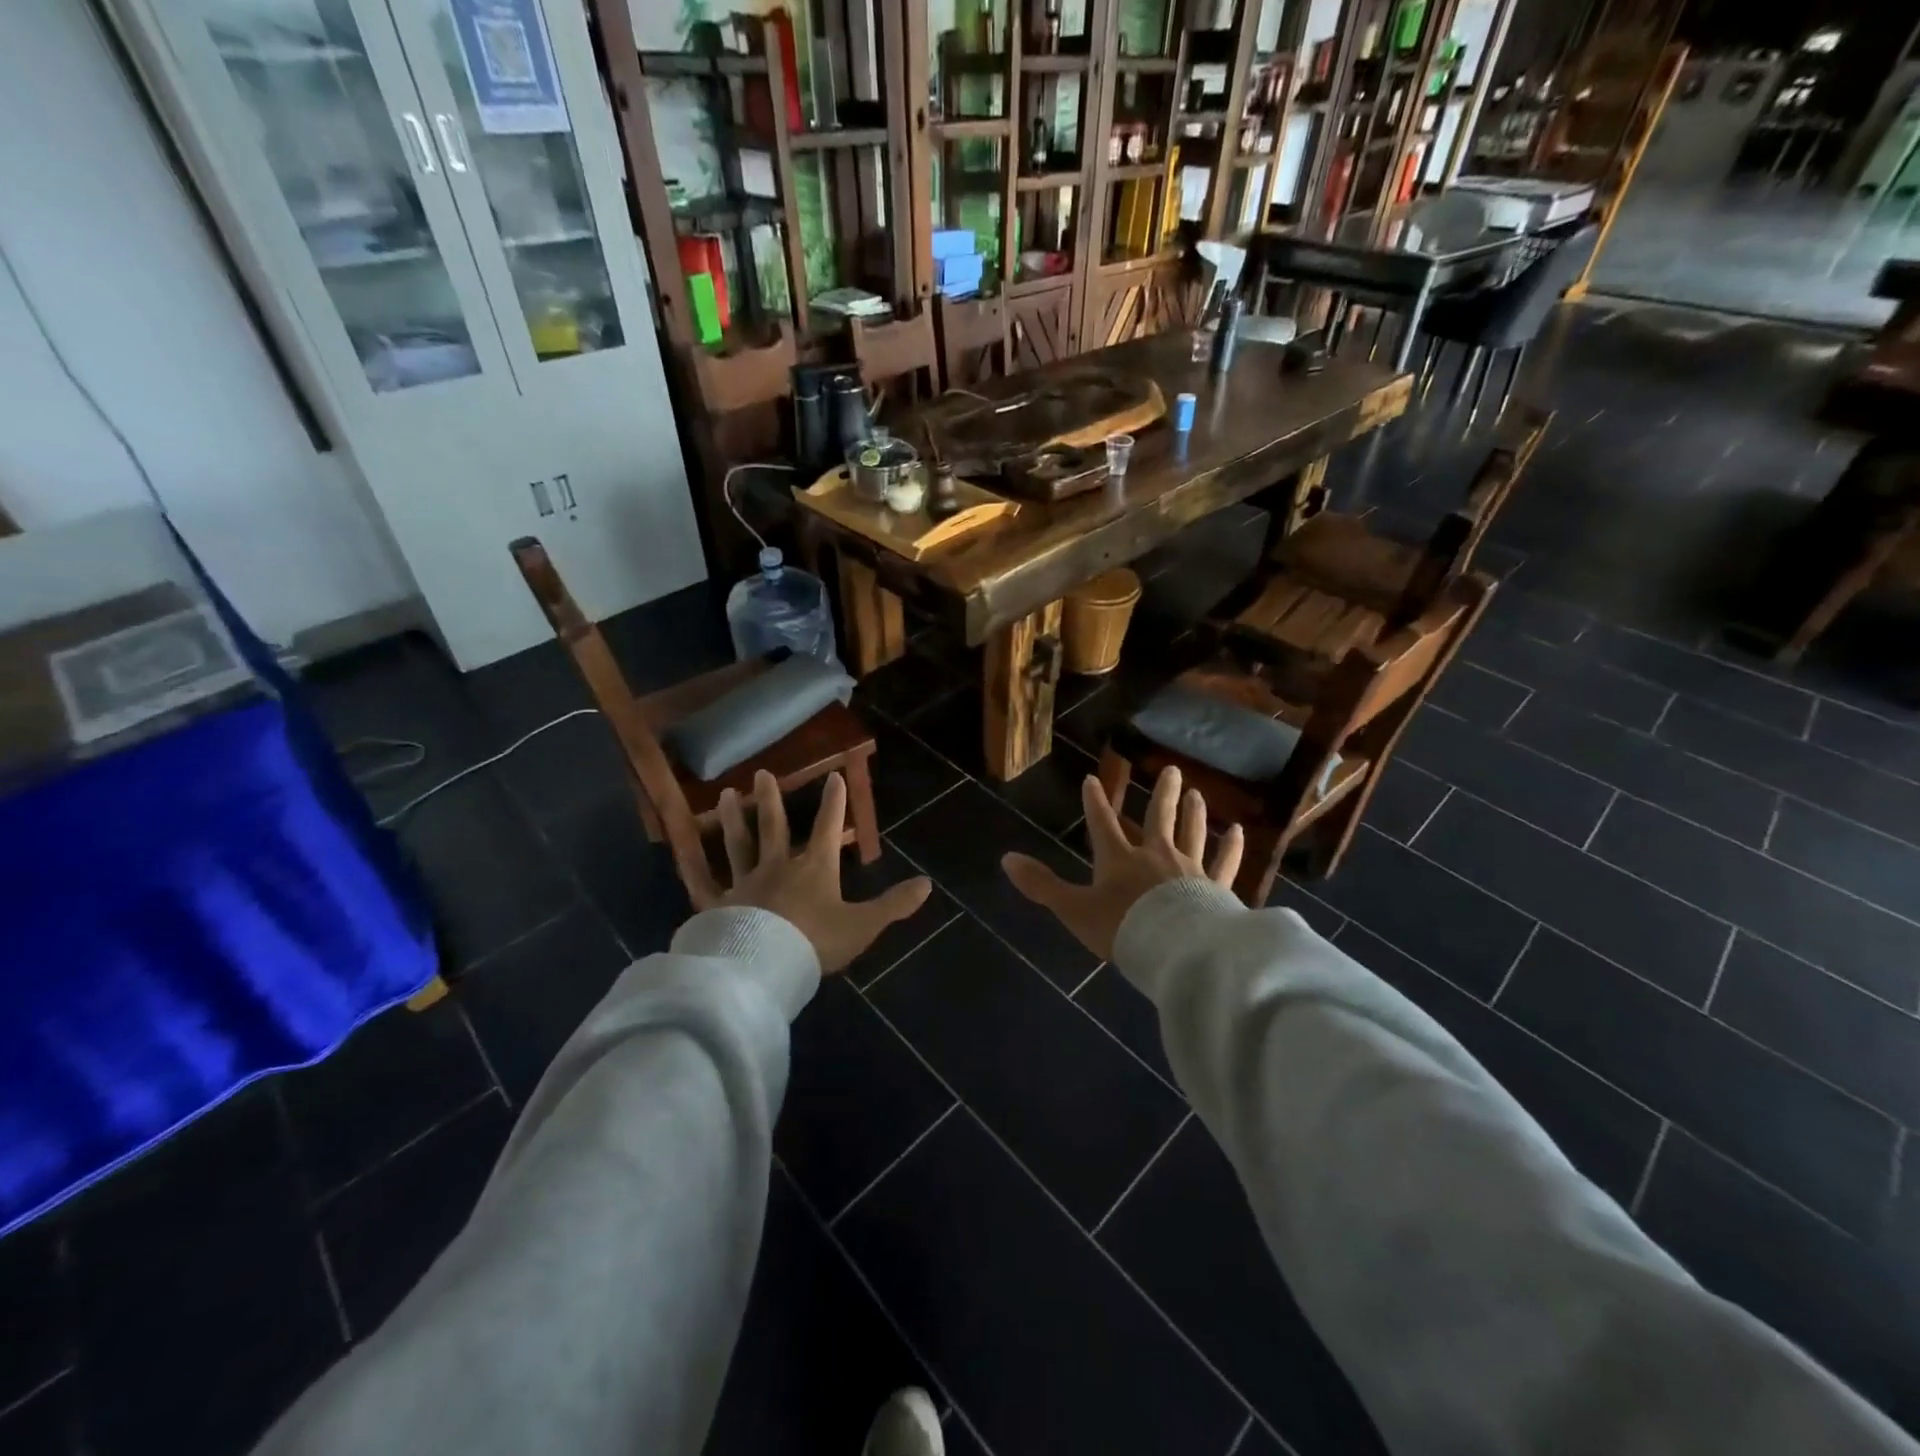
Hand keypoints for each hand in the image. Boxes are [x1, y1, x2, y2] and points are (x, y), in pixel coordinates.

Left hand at [693, 770, 932, 974]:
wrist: (764, 968)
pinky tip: (682, 855)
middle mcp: (776, 867)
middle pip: (772, 827)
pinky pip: (703, 884)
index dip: (833, 801)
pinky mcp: (717, 906)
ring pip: (737, 845)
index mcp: (813, 869)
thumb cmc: (816, 943)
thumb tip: (928, 884)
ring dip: (733, 819)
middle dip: (770, 800)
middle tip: (762, 773)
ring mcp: (743, 884)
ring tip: (727, 794)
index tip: (834, 775)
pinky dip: (693, 869)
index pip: (825, 827)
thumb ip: (894, 904)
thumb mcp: (863, 925)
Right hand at [1001, 766, 1243, 960]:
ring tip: (1196, 792)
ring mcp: (1190, 870)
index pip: (1103, 823)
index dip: (1095, 802)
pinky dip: (1231, 848)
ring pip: (1192, 832)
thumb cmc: (1122, 928)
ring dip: (1194, 811)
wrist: (1175, 950)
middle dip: (1162, 793)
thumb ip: (1042, 885)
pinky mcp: (1217, 889)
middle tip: (1171, 769)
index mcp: (1119, 859)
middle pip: (1159, 818)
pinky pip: (1225, 863)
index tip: (1093, 779)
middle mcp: (1155, 855)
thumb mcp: (1074, 909)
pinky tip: (1237, 832)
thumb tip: (1006, 858)